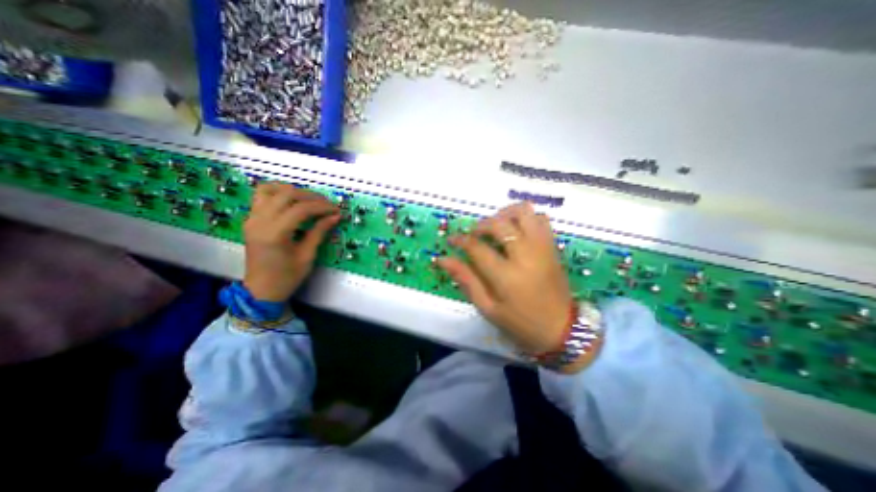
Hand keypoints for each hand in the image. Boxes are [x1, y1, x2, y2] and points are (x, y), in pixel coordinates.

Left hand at [246, 183, 342, 300]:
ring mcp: (252, 219)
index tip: (336, 210)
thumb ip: (319, 232)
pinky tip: (291, 199)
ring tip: (309, 199)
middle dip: (311, 196)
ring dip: (293, 190)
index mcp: (275, 234)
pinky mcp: (250, 219)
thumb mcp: (307, 255)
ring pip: (270, 189)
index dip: (322, 207)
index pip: (301, 209)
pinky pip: (261, 196)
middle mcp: (259, 221)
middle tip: (326, 204)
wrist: (261, 290)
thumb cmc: (287, 277)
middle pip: (287, 194)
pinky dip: (277, 192)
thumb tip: (335, 217)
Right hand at [438, 202, 575, 354]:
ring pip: (524, 212)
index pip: (476, 247)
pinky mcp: (552, 247)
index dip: (460, 240)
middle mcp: (525, 255)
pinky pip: (540, 219)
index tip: (452, 240)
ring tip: (496, 226)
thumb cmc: (520, 323)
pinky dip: (525, 218)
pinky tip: (516, 230)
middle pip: (499, 223)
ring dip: (505, 214)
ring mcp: (542, 248)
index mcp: (506, 276)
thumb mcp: (487, 308)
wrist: (562, 330)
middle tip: (474, 235)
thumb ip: (466, 280)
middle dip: (481, 224)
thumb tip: (442, 259)